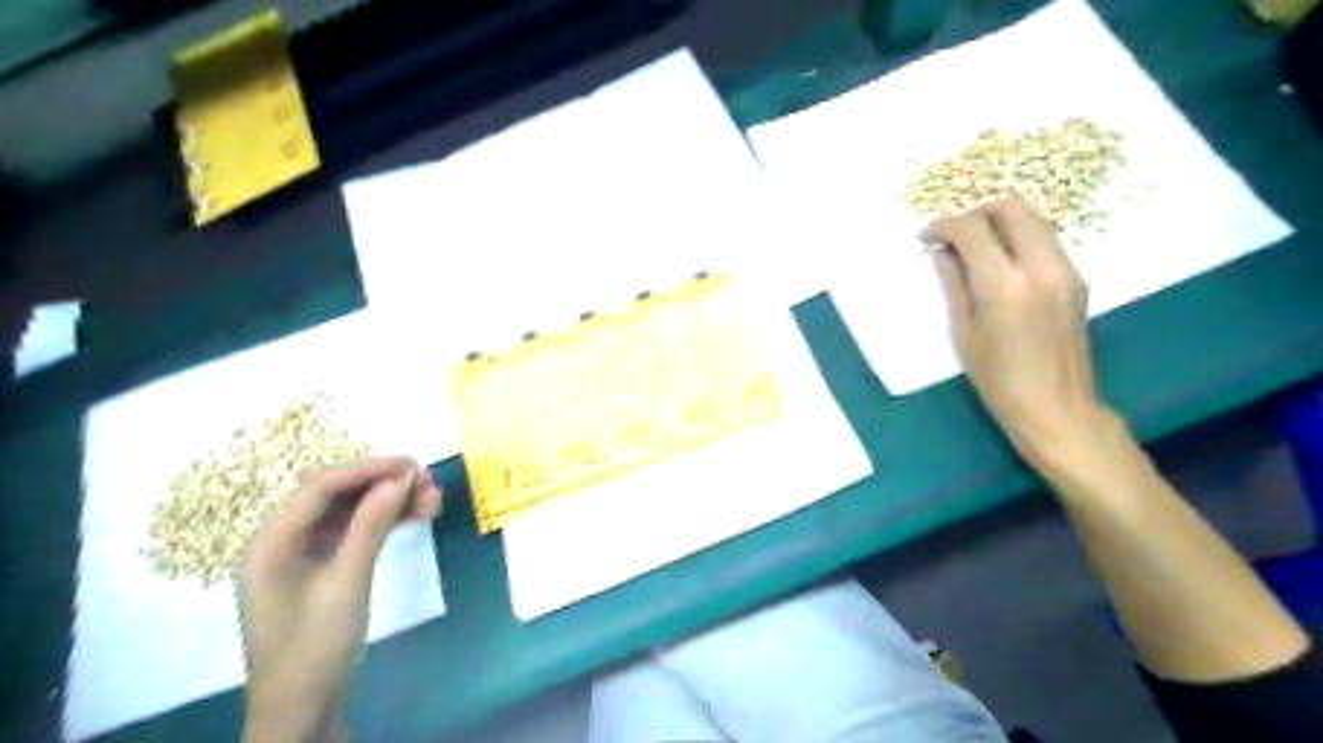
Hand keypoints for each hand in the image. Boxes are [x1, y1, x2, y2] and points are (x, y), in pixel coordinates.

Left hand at [239, 457, 442, 739]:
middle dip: (384, 485)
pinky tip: (416, 517)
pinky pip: (355, 534)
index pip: (321, 488)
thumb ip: (370, 526)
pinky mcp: (323, 570)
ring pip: (351, 514)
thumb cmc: (315, 647)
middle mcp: (284, 541)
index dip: (369, 470)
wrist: (303, 710)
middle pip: (337, 497)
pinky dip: (385, 524)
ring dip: (390, 503)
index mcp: (272, 542)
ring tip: (433, 500)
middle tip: (429, 481)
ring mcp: (304, 556)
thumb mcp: (347, 582)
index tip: (413, 464)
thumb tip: (400, 478)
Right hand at [924, 192, 1119, 468]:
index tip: (927, 237)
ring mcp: (1066, 269)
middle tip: (954, 236)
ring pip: (1033, 219)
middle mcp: (1040, 266)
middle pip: (1011, 207)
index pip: (973, 229)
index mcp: (1004, 284)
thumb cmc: (998, 379)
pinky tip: (1000, 265)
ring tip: (974, 249)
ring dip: (1000, 223)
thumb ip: (954, 284)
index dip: (944, 226)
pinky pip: (1045, 240)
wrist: (1056, 407)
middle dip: (976, 213)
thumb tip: (942, 252)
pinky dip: (1019, 239)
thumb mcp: (964, 332)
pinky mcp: (1077, 278)